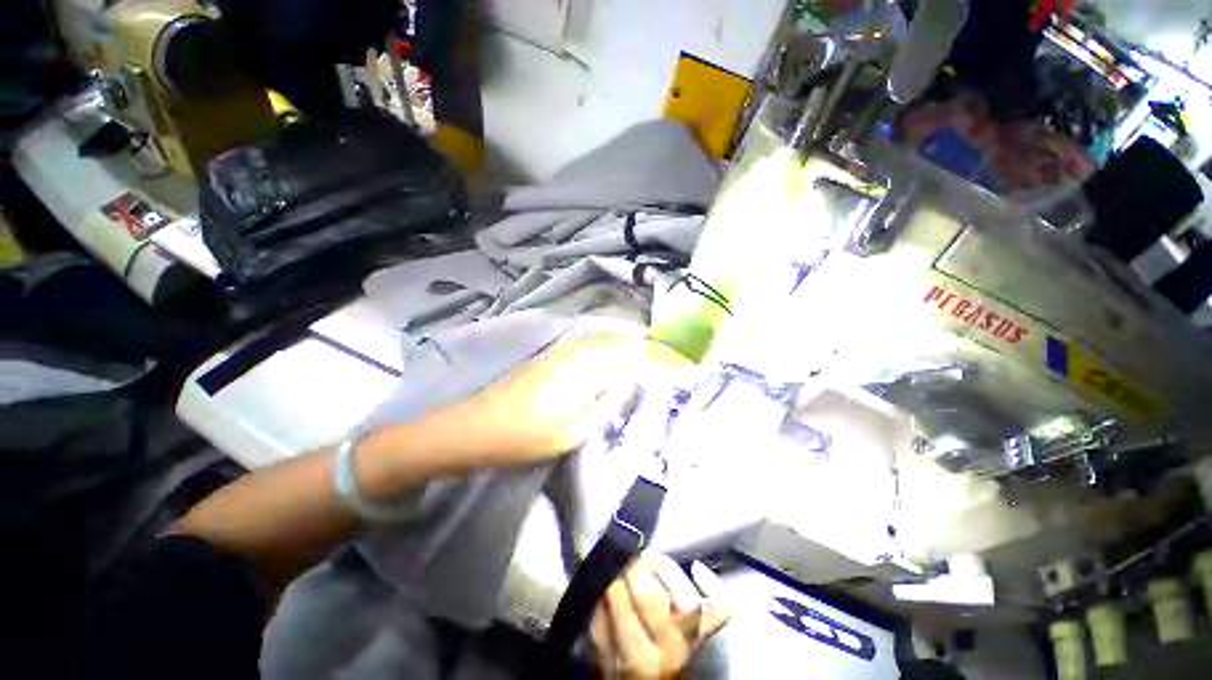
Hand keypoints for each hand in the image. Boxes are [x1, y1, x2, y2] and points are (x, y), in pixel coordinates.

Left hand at [455, 335, 689, 463]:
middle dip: (638, 347)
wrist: (477, 426)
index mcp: (584, 370)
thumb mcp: (574, 431)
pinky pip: (586, 347)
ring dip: (622, 347)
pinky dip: (603, 350)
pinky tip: (608, 361)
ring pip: (601, 342)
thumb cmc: (527, 436)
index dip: (649, 353)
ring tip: (639, 358)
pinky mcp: (550, 357)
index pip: (627, 352)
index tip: (668, 359)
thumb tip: (630, 383)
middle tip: (657, 359)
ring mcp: (560, 352)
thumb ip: (607, 404)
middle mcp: (575, 352)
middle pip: (616, 341)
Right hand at [591, 554, 730, 678]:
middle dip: (635, 571)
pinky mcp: (707, 634)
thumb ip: (601, 615)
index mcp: (636, 658)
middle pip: (655, 601)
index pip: (623, 609)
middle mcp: (669, 652)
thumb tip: (606, 576)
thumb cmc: (621, 668)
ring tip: (650, 560)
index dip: (613, 580)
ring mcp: (693, 642)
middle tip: (627, 561)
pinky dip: (714, 586)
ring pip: (688, 601)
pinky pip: (721, 610)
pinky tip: (695, 568)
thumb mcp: (601, 649)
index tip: (608, 569)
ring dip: (665, 570)